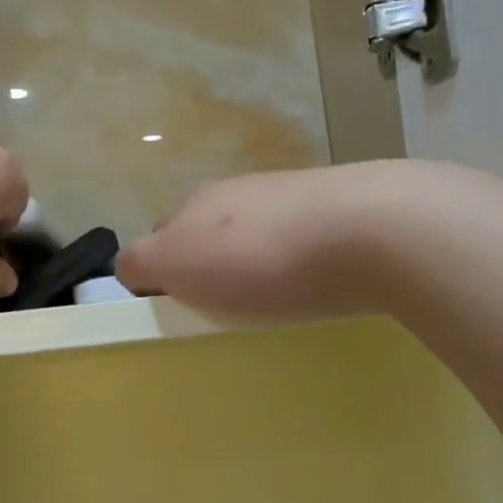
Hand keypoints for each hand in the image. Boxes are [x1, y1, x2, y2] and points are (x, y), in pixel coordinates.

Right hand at [117, 162, 420, 322]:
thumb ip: (143, 263)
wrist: (370, 230)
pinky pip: (298, 237)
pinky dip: (296, 260)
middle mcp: (236, 191)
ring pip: (253, 233)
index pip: (157, 237)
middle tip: (225, 309)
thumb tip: (133, 266)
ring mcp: (287, 194)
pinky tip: (315, 284)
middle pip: (206, 232)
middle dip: (207, 266)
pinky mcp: (335, 207)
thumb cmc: (261, 260)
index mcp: (194, 204)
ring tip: (274, 301)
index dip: (160, 274)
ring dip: (253, 261)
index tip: (181, 311)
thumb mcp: (178, 265)